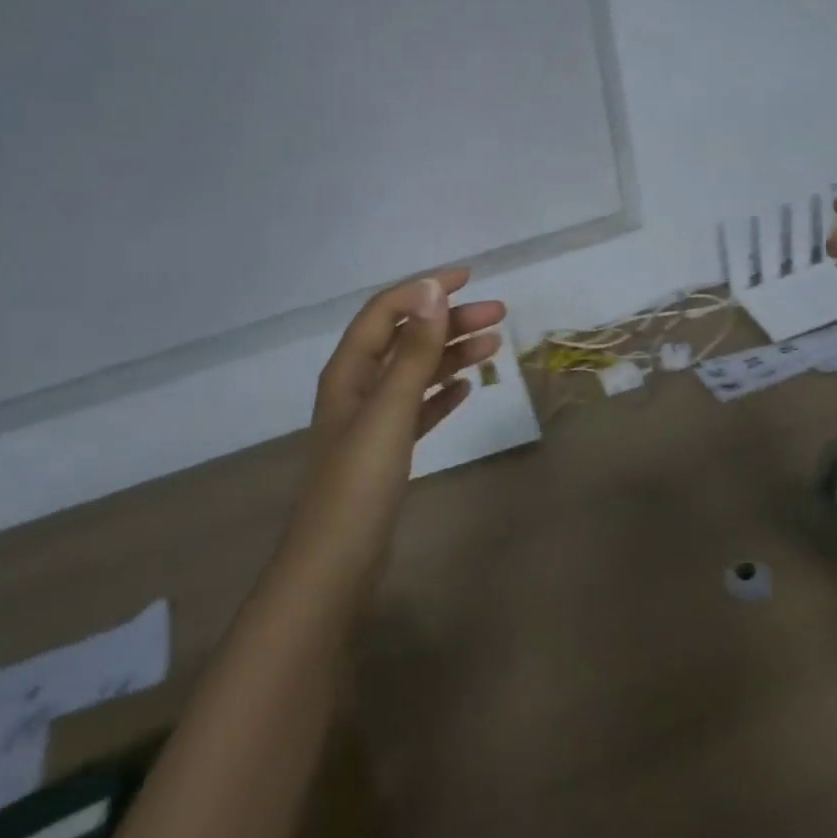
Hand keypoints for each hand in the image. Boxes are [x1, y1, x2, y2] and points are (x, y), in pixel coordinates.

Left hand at [303, 268, 504, 525]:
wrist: (337, 560)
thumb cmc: (360, 481)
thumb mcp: (390, 409)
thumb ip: (414, 352)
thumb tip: (433, 291)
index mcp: (350, 371)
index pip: (387, 311)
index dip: (424, 289)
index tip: (469, 277)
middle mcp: (358, 387)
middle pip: (407, 339)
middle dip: (450, 321)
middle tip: (499, 314)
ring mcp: (372, 420)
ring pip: (416, 373)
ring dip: (452, 354)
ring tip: (495, 344)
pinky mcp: (387, 449)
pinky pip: (419, 407)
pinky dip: (442, 392)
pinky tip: (467, 388)